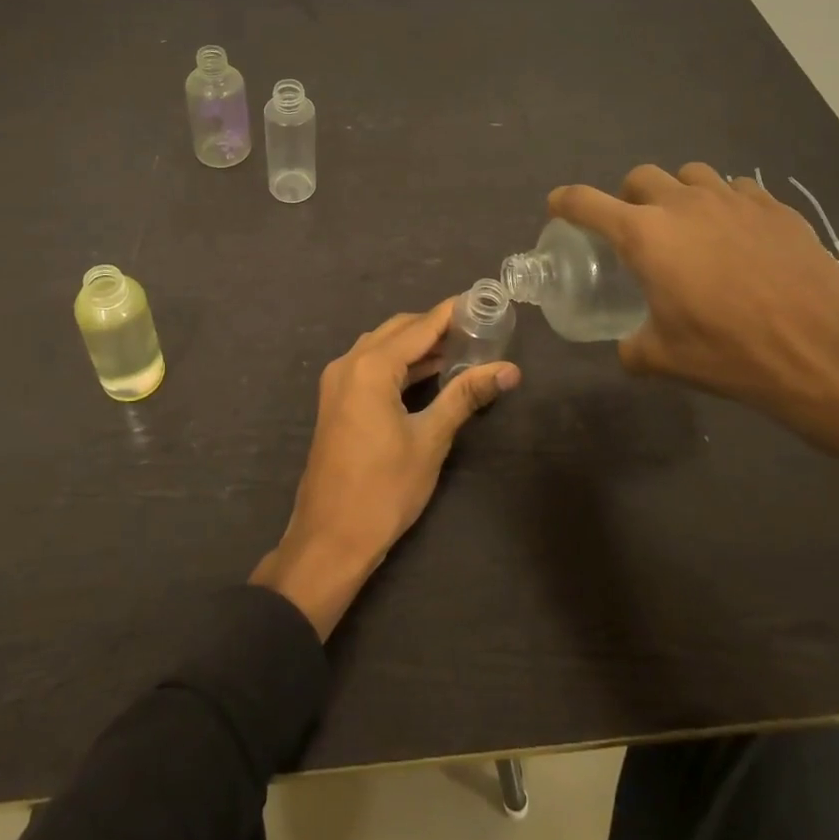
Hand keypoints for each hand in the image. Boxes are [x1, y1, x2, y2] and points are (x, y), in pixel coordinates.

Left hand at [251, 299, 520, 639]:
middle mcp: (348, 363)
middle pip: (397, 330)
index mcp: (370, 367)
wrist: (330, 538)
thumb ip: (465, 396)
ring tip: (460, 349)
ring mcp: (337, 382)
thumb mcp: (430, 440)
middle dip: (435, 327)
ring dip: (416, 346)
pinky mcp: (335, 401)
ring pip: (381, 347)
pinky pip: (370, 366)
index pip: (420, 327)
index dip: (451, 313)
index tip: (481, 301)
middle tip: (476, 330)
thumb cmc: (384, 489)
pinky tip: (427, 374)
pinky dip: (399, 364)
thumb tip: (509, 370)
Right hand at [550, 164, 838, 449]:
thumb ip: (633, 348)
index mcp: (645, 235)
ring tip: (689, 226)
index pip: (586, 203)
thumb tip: (629, 348)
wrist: (826, 351)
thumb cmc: (732, 353)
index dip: (565, 202)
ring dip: (678, 193)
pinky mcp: (775, 208)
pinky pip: (738, 189)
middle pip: (639, 176)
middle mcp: (683, 205)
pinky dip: (726, 203)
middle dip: (628, 197)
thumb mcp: (666, 360)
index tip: (558, 206)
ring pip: (690, 174)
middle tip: (636, 229)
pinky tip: (738, 235)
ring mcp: (733, 200)